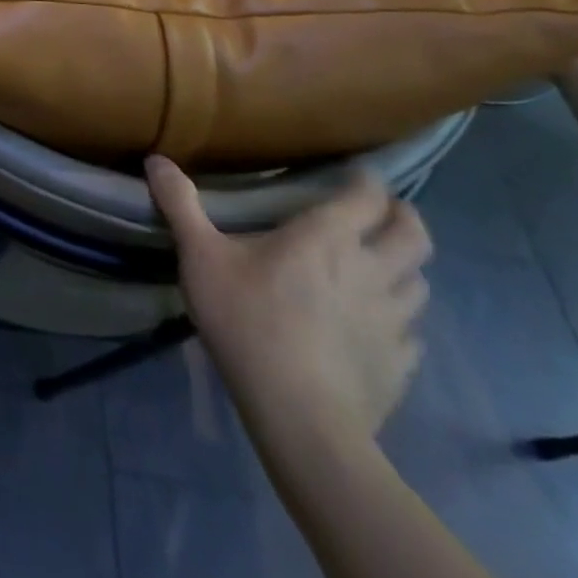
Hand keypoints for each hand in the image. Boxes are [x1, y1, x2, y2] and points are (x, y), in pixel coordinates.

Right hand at [147, 156, 432, 448]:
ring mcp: (395, 321)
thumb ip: (180, 205)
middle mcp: (372, 271)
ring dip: (405, 267)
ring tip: (379, 266)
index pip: (367, 197)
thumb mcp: (200, 256)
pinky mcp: (401, 364)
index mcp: (327, 238)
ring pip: (421, 282)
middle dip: (402, 218)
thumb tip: (156, 160)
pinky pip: (414, 332)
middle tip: (378, 213)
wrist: (300, 417)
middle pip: (414, 236)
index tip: (354, 174)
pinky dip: (401, 318)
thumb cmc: (247, 321)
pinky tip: (375, 324)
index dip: (366, 181)